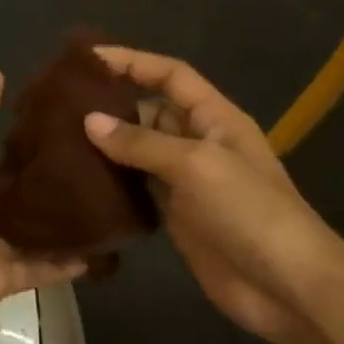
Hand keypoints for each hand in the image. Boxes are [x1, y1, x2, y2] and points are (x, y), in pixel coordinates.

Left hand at [0, 68, 85, 339]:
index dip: (20, 151)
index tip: (61, 135)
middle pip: (12, 201)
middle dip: (45, 189)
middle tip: (94, 168)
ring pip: (30, 237)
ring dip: (60, 226)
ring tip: (106, 205)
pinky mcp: (0, 281)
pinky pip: (39, 270)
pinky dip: (66, 264)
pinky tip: (101, 249)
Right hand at [86, 47, 343, 343]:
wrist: (285, 285)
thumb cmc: (248, 211)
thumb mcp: (196, 165)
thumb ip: (142, 142)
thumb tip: (90, 121)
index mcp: (215, 117)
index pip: (171, 75)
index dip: (133, 61)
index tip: (87, 58)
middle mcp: (201, 142)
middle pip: (152, 111)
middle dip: (112, 106)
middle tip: (59, 107)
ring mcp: (189, 182)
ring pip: (142, 152)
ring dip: (108, 147)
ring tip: (59, 141)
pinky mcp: (178, 217)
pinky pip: (141, 190)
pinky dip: (115, 185)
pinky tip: (81, 183)